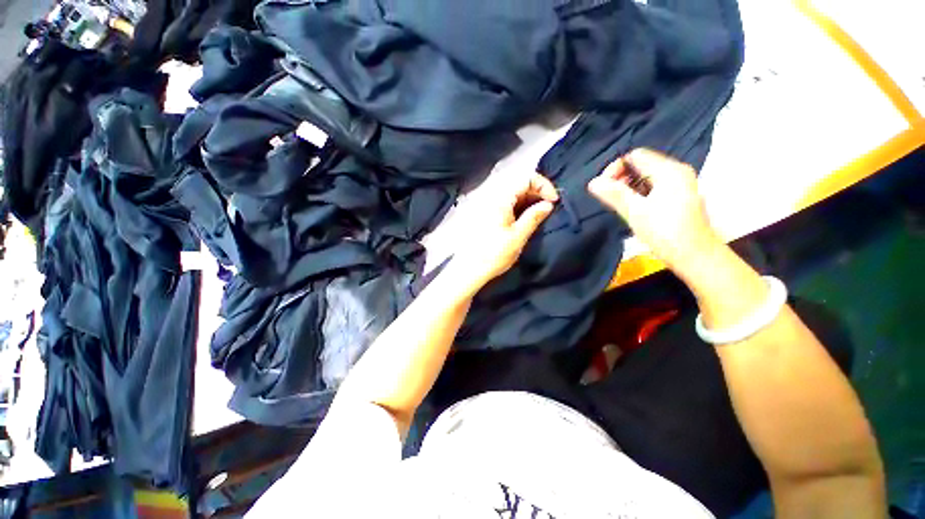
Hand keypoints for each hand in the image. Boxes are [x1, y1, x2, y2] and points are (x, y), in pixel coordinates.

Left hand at [450, 172, 557, 292]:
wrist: (470, 269)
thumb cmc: (494, 254)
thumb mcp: (518, 236)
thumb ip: (533, 217)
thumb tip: (548, 204)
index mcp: (500, 199)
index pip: (525, 178)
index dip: (543, 185)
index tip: (553, 201)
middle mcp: (493, 197)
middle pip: (519, 184)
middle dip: (537, 192)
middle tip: (549, 207)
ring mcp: (489, 205)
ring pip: (513, 194)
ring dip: (530, 199)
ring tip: (540, 213)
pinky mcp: (488, 214)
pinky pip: (507, 203)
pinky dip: (520, 206)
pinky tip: (526, 218)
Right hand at [587, 148, 722, 279]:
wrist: (694, 256)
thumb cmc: (665, 233)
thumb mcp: (635, 212)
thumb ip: (613, 194)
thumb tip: (593, 182)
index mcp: (669, 170)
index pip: (635, 156)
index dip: (615, 169)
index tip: (605, 188)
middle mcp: (677, 171)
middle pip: (641, 164)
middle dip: (621, 179)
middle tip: (611, 199)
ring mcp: (680, 184)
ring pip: (646, 177)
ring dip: (629, 188)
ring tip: (622, 206)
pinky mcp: (679, 196)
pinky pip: (653, 187)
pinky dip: (640, 194)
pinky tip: (634, 209)